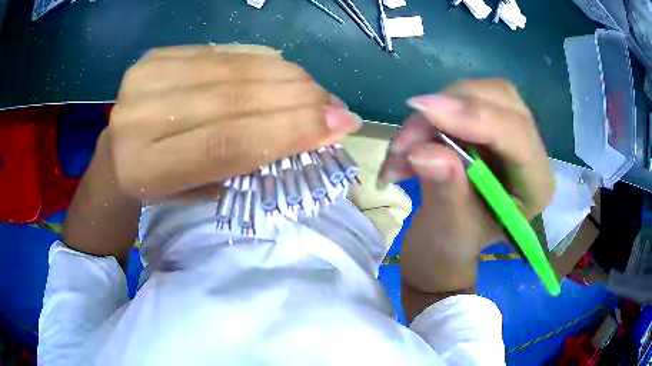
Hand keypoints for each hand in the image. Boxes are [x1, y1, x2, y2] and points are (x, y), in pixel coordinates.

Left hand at [107, 45, 360, 200]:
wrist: (115, 160)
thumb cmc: (158, 188)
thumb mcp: (197, 192)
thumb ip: (244, 162)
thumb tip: (308, 130)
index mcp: (145, 168)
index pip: (226, 143)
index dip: (288, 131)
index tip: (339, 125)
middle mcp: (138, 117)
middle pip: (231, 98)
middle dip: (296, 98)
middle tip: (336, 105)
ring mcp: (144, 78)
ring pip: (230, 68)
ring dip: (284, 76)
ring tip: (316, 90)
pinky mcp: (154, 57)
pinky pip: (219, 52)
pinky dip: (258, 60)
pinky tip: (284, 70)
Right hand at [380, 78, 554, 293]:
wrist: (443, 240)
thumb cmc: (452, 245)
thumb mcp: (450, 231)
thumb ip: (445, 192)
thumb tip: (423, 151)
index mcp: (535, 186)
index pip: (517, 134)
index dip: (474, 117)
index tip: (425, 111)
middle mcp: (529, 151)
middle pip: (499, 99)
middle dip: (449, 109)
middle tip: (406, 138)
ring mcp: (508, 131)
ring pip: (476, 92)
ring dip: (433, 113)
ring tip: (400, 150)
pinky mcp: (486, 122)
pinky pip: (458, 98)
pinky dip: (428, 117)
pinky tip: (408, 145)